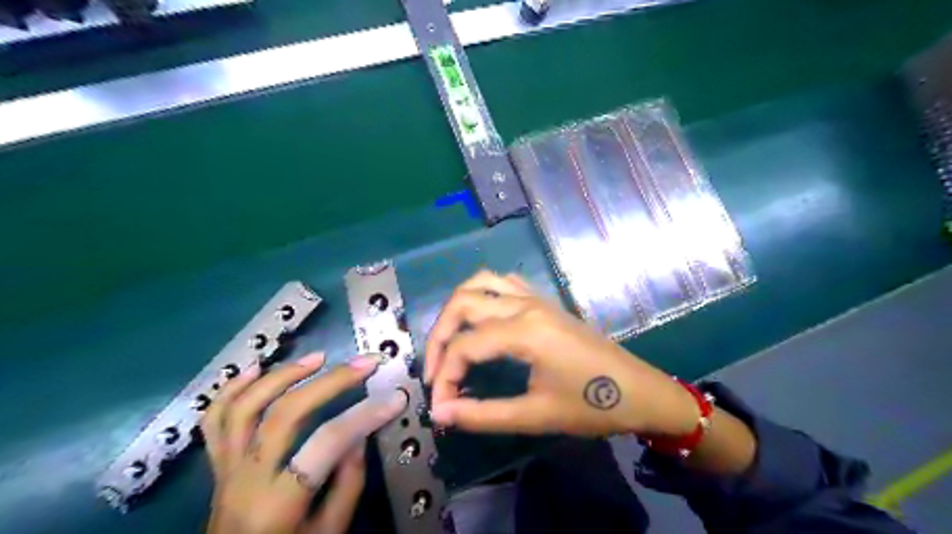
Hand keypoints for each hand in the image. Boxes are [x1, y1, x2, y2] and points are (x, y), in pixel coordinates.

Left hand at [201, 352, 404, 531]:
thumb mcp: (329, 533)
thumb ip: (348, 483)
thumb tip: (359, 434)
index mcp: (278, 504)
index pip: (327, 443)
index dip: (364, 415)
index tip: (395, 397)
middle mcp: (246, 480)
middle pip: (285, 414)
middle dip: (330, 381)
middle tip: (363, 363)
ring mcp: (226, 468)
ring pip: (245, 407)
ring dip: (283, 375)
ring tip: (316, 358)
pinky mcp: (216, 464)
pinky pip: (215, 420)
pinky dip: (232, 389)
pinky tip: (255, 369)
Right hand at [424, 270, 696, 437]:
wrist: (640, 391)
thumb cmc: (593, 406)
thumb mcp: (536, 415)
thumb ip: (483, 414)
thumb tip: (440, 413)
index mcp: (525, 332)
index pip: (465, 346)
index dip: (444, 377)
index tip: (440, 407)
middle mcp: (525, 305)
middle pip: (462, 304)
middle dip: (439, 337)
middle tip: (435, 372)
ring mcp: (536, 298)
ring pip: (480, 283)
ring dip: (456, 309)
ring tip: (450, 342)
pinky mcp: (544, 301)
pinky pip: (503, 283)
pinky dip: (481, 294)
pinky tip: (480, 319)